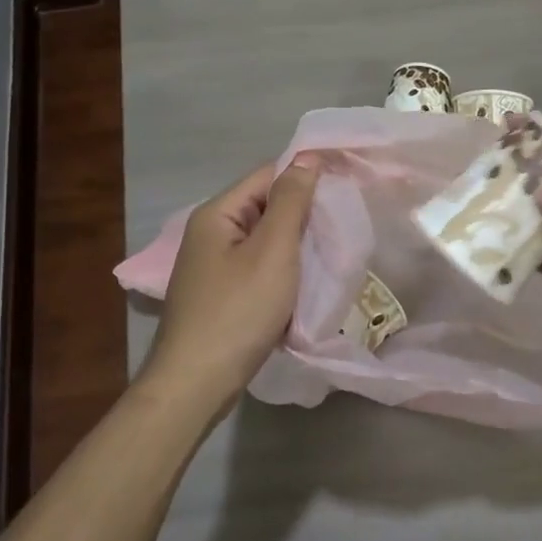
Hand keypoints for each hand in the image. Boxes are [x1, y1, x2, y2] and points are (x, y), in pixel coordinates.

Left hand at [139, 156, 320, 412]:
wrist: (197, 383)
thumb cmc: (238, 310)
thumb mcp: (272, 250)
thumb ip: (291, 202)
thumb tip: (307, 158)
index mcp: (217, 214)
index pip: (267, 176)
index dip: (305, 176)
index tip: (344, 184)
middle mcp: (210, 233)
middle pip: (264, 207)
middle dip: (303, 212)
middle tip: (344, 221)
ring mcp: (212, 267)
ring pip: (263, 240)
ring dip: (295, 243)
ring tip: (332, 249)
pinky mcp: (220, 295)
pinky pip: (257, 268)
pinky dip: (282, 270)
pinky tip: (304, 281)